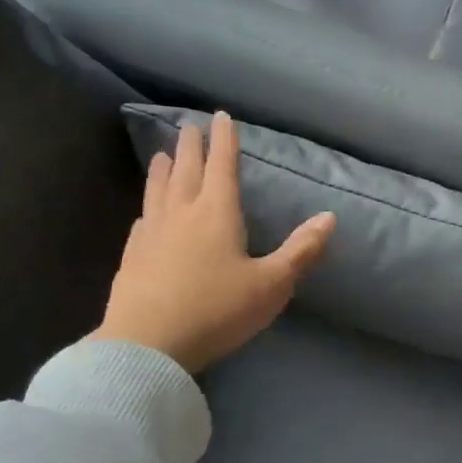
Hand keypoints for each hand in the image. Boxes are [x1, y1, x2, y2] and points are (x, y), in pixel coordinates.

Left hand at [93, 112, 334, 373]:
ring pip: (158, 191)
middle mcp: (182, 214)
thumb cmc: (217, 311)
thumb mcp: (272, 285)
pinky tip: (144, 214)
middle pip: (186, 171)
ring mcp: (151, 235)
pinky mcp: (132, 258)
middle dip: (191, 147)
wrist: (147, 346)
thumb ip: (301, 250)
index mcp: (217, 214)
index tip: (221, 116)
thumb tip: (329, 217)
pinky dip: (147, 209)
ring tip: (161, 155)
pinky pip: (142, 222)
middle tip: (190, 126)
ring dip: (162, 170)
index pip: (222, 166)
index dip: (224, 140)